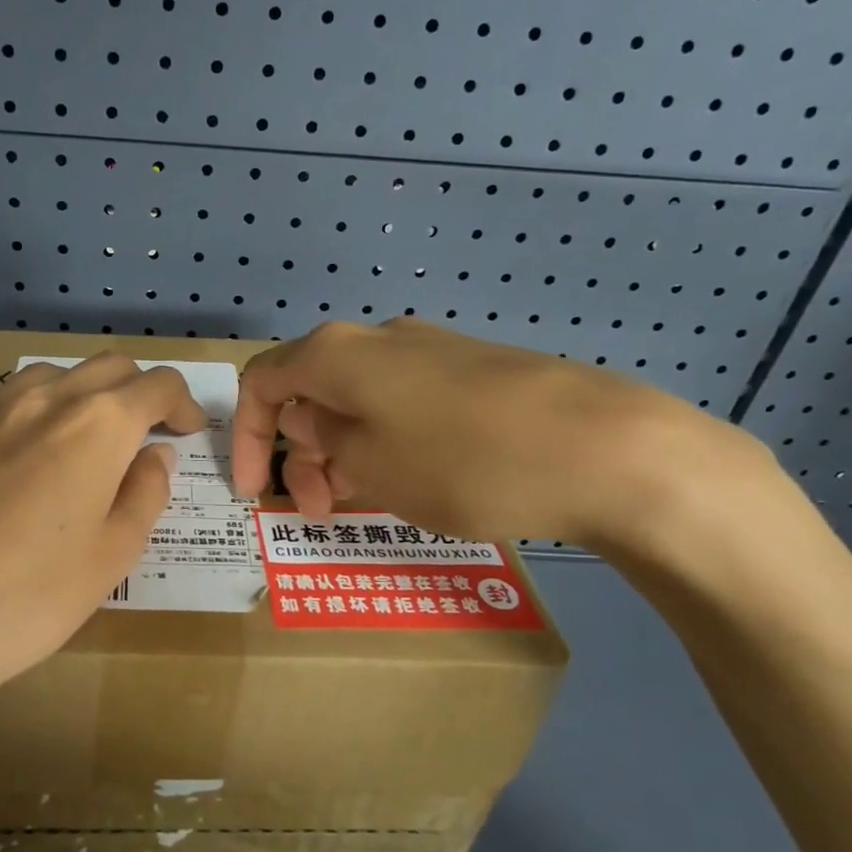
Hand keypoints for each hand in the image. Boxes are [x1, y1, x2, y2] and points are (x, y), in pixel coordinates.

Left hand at [0, 355, 205, 767]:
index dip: (182, 403)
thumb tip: (153, 454)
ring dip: (75, 396)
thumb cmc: (30, 599)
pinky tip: (0, 476)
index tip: (187, 430)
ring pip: (43, 378)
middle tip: (141, 433)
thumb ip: (144, 493)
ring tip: (74, 442)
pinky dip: (15, 426)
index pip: (157, 385)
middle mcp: (39, 400)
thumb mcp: (113, 556)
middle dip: (135, 390)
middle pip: (105, 367)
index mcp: (96, 425)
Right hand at [232, 319, 760, 553]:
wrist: (606, 448)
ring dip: (344, 453)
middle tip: (320, 511)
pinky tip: (413, 482)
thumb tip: (311, 423)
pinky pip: (406, 406)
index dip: (245, 437)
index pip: (263, 382)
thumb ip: (322, 443)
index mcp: (340, 354)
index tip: (256, 493)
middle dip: (301, 453)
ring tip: (365, 504)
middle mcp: (381, 340)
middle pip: (313, 392)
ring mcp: (433, 352)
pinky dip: (387, 443)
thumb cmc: (463, 460)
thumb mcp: (370, 465)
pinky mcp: (476, 373)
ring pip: (360, 402)